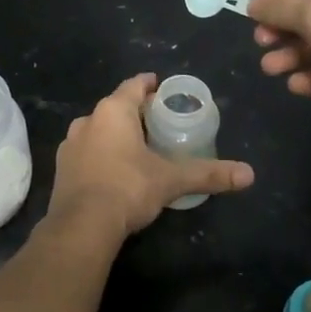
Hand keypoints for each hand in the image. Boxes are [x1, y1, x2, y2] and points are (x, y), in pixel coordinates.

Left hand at [46, 74, 253, 245]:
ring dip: (115, 133)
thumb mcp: (171, 180)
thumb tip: (248, 174)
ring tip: (137, 147)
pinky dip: (100, 154)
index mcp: (113, 111)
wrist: (81, 226)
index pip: (133, 85)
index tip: (161, 88)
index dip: (149, 85)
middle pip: (116, 107)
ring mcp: (70, 144)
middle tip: (158, 122)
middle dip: (135, 112)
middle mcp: (88, 120)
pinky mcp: (62, 168)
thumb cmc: (128, 188)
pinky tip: (114, 170)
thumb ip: (208, 174)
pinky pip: (86, 152)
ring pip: (98, 129)